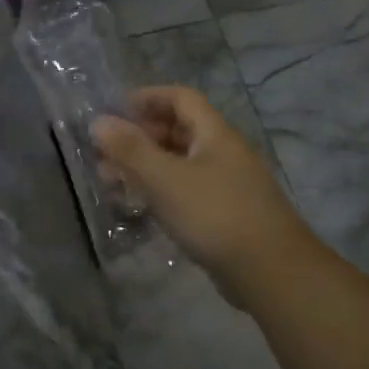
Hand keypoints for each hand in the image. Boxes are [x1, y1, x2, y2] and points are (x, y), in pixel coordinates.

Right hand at [93, 86, 314, 297]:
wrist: (270, 271)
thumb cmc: (215, 215)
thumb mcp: (165, 179)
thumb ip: (130, 150)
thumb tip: (98, 121)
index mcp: (215, 135)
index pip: (181, 98)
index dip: (148, 97)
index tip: (114, 110)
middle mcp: (224, 153)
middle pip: (179, 130)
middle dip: (140, 135)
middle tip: (105, 152)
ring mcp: (227, 184)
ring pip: (180, 162)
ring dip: (145, 165)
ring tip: (111, 181)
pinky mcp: (225, 212)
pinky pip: (186, 188)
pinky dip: (160, 189)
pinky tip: (141, 205)